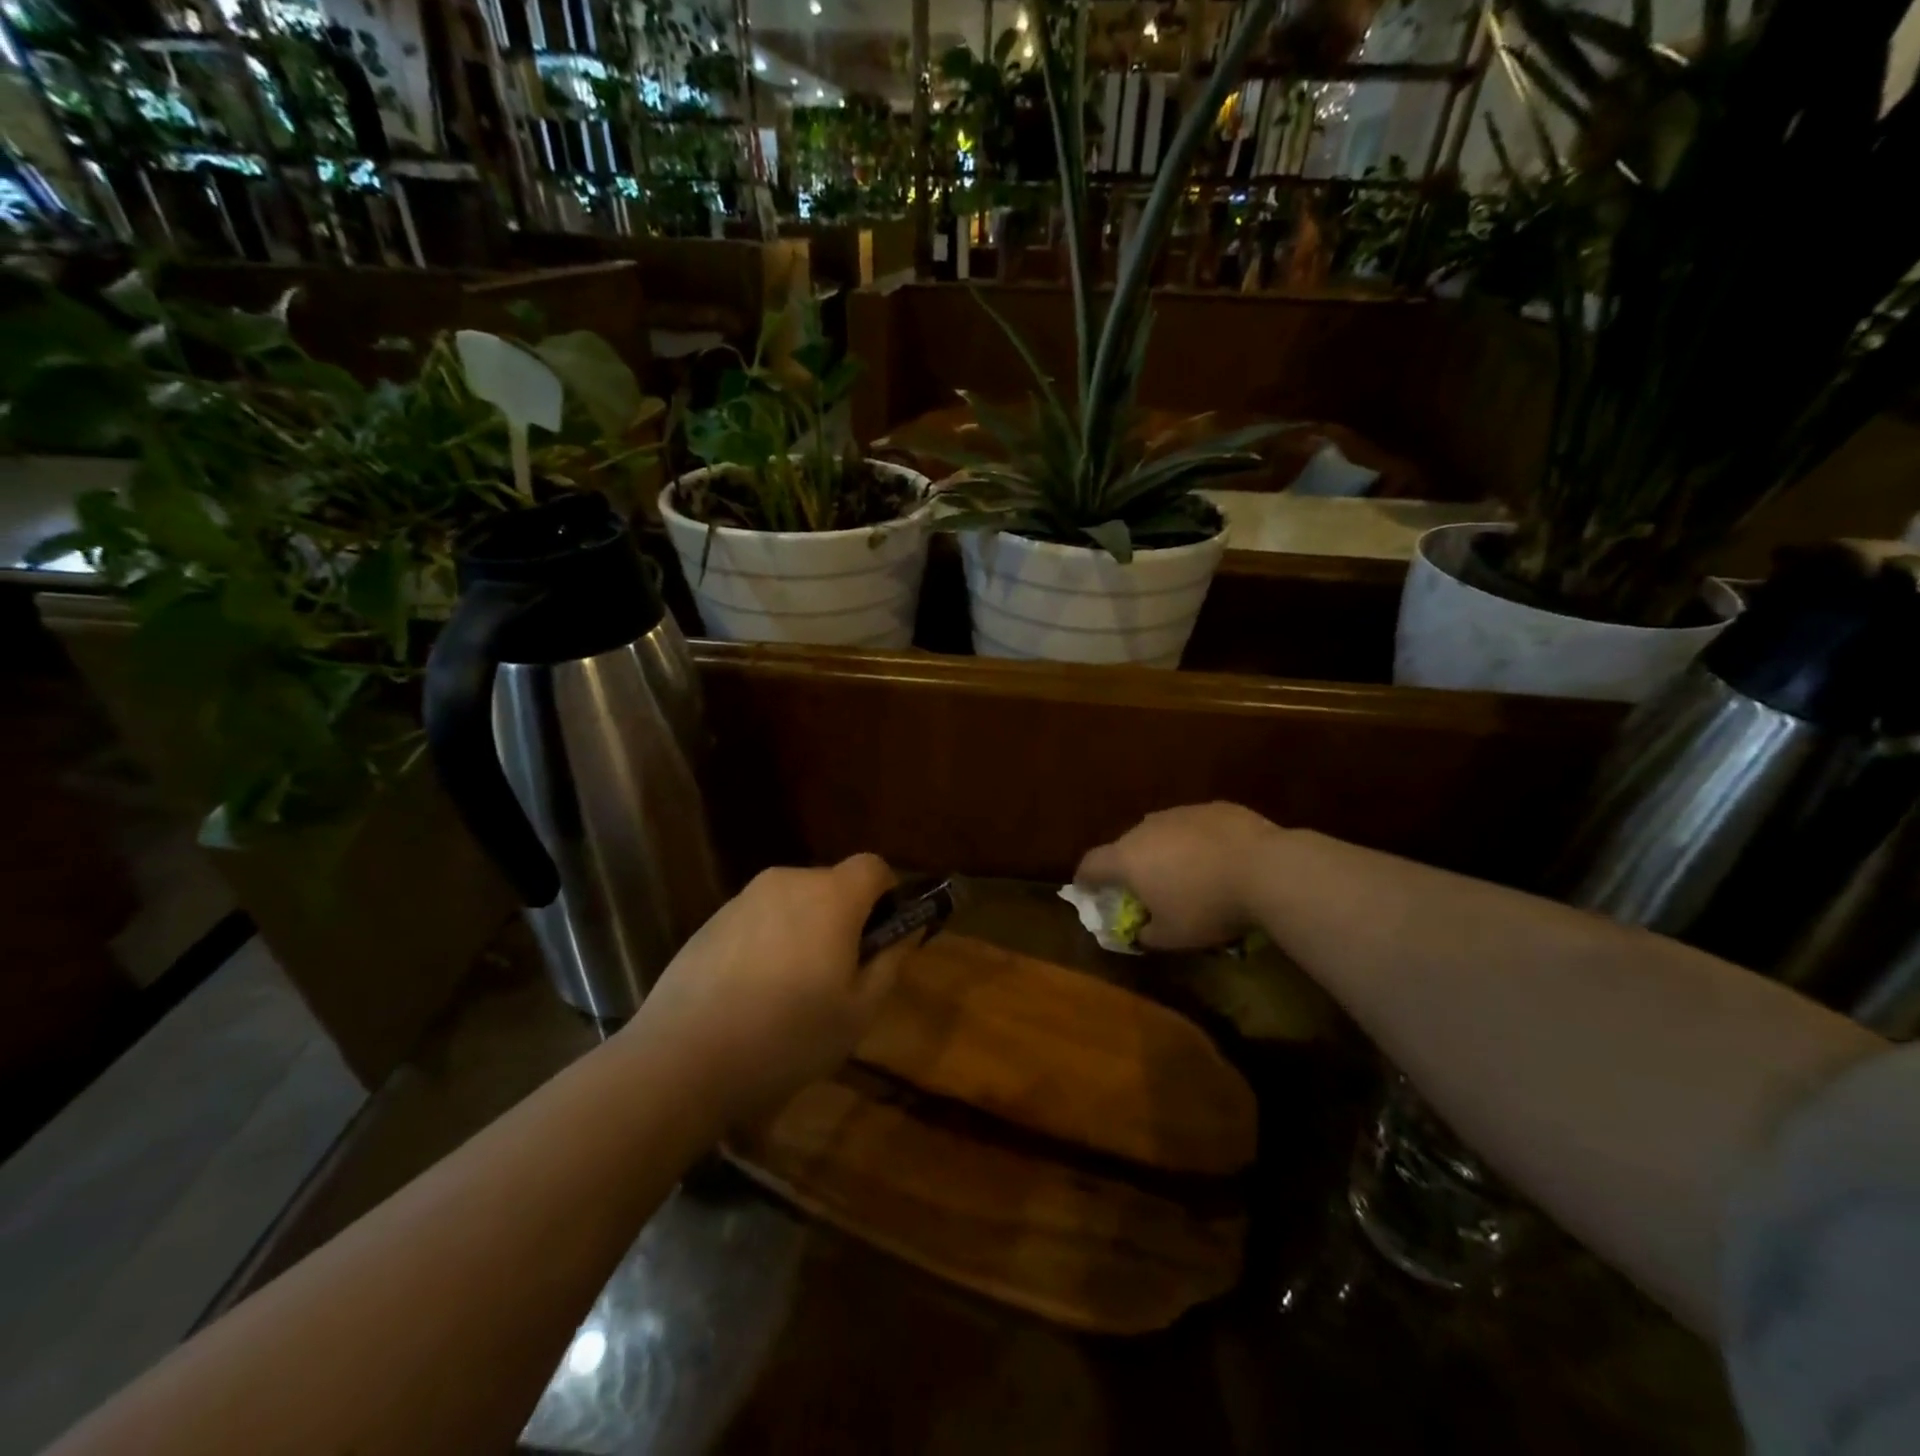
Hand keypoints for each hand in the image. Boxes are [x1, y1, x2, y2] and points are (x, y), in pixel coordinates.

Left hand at [629, 854, 911, 1126]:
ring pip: (794, 902)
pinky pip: (760, 918)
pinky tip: (752, 993)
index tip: (882, 936)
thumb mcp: (858, 1012)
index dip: (887, 895)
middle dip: (845, 917)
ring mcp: (745, 898)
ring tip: (791, 990)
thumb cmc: (788, 1036)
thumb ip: (890, 962)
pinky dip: (769, 941)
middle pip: (833, 884)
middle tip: (840, 974)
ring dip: (805, 930)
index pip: (874, 866)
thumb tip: (906, 931)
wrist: (682, 1058)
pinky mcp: (712, 920)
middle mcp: (788, 881)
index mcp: (831, 896)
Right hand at [1074, 803, 1283, 950]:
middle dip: (1131, 867)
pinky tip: (1218, 860)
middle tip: (1146, 888)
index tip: (1088, 891)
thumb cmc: (1207, 907)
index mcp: (1127, 859)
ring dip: (1165, 852)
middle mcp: (1146, 828)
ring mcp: (1181, 812)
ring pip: (1162, 833)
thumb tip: (1141, 930)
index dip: (1085, 879)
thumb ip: (1146, 934)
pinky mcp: (1214, 807)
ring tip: (1187, 874)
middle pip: (1126, 846)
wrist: (1266, 870)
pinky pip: (1194, 827)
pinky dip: (1197, 842)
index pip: (1090, 864)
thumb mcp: (1172, 938)